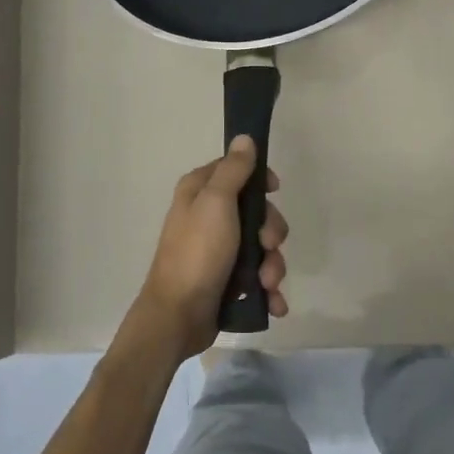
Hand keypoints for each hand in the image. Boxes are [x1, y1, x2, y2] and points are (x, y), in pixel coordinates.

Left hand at [136, 137, 289, 358]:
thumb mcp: (216, 203)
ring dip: (272, 266)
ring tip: (266, 284)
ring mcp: (217, 251)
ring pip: (261, 247)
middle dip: (271, 232)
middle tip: (268, 246)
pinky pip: (257, 278)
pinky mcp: (226, 281)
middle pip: (255, 212)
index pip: (236, 170)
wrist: (178, 316)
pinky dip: (268, 290)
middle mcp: (207, 217)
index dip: (259, 180)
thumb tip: (244, 138)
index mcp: (199, 192)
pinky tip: (273, 303)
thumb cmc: (197, 253)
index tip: (274, 190)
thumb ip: (233, 170)